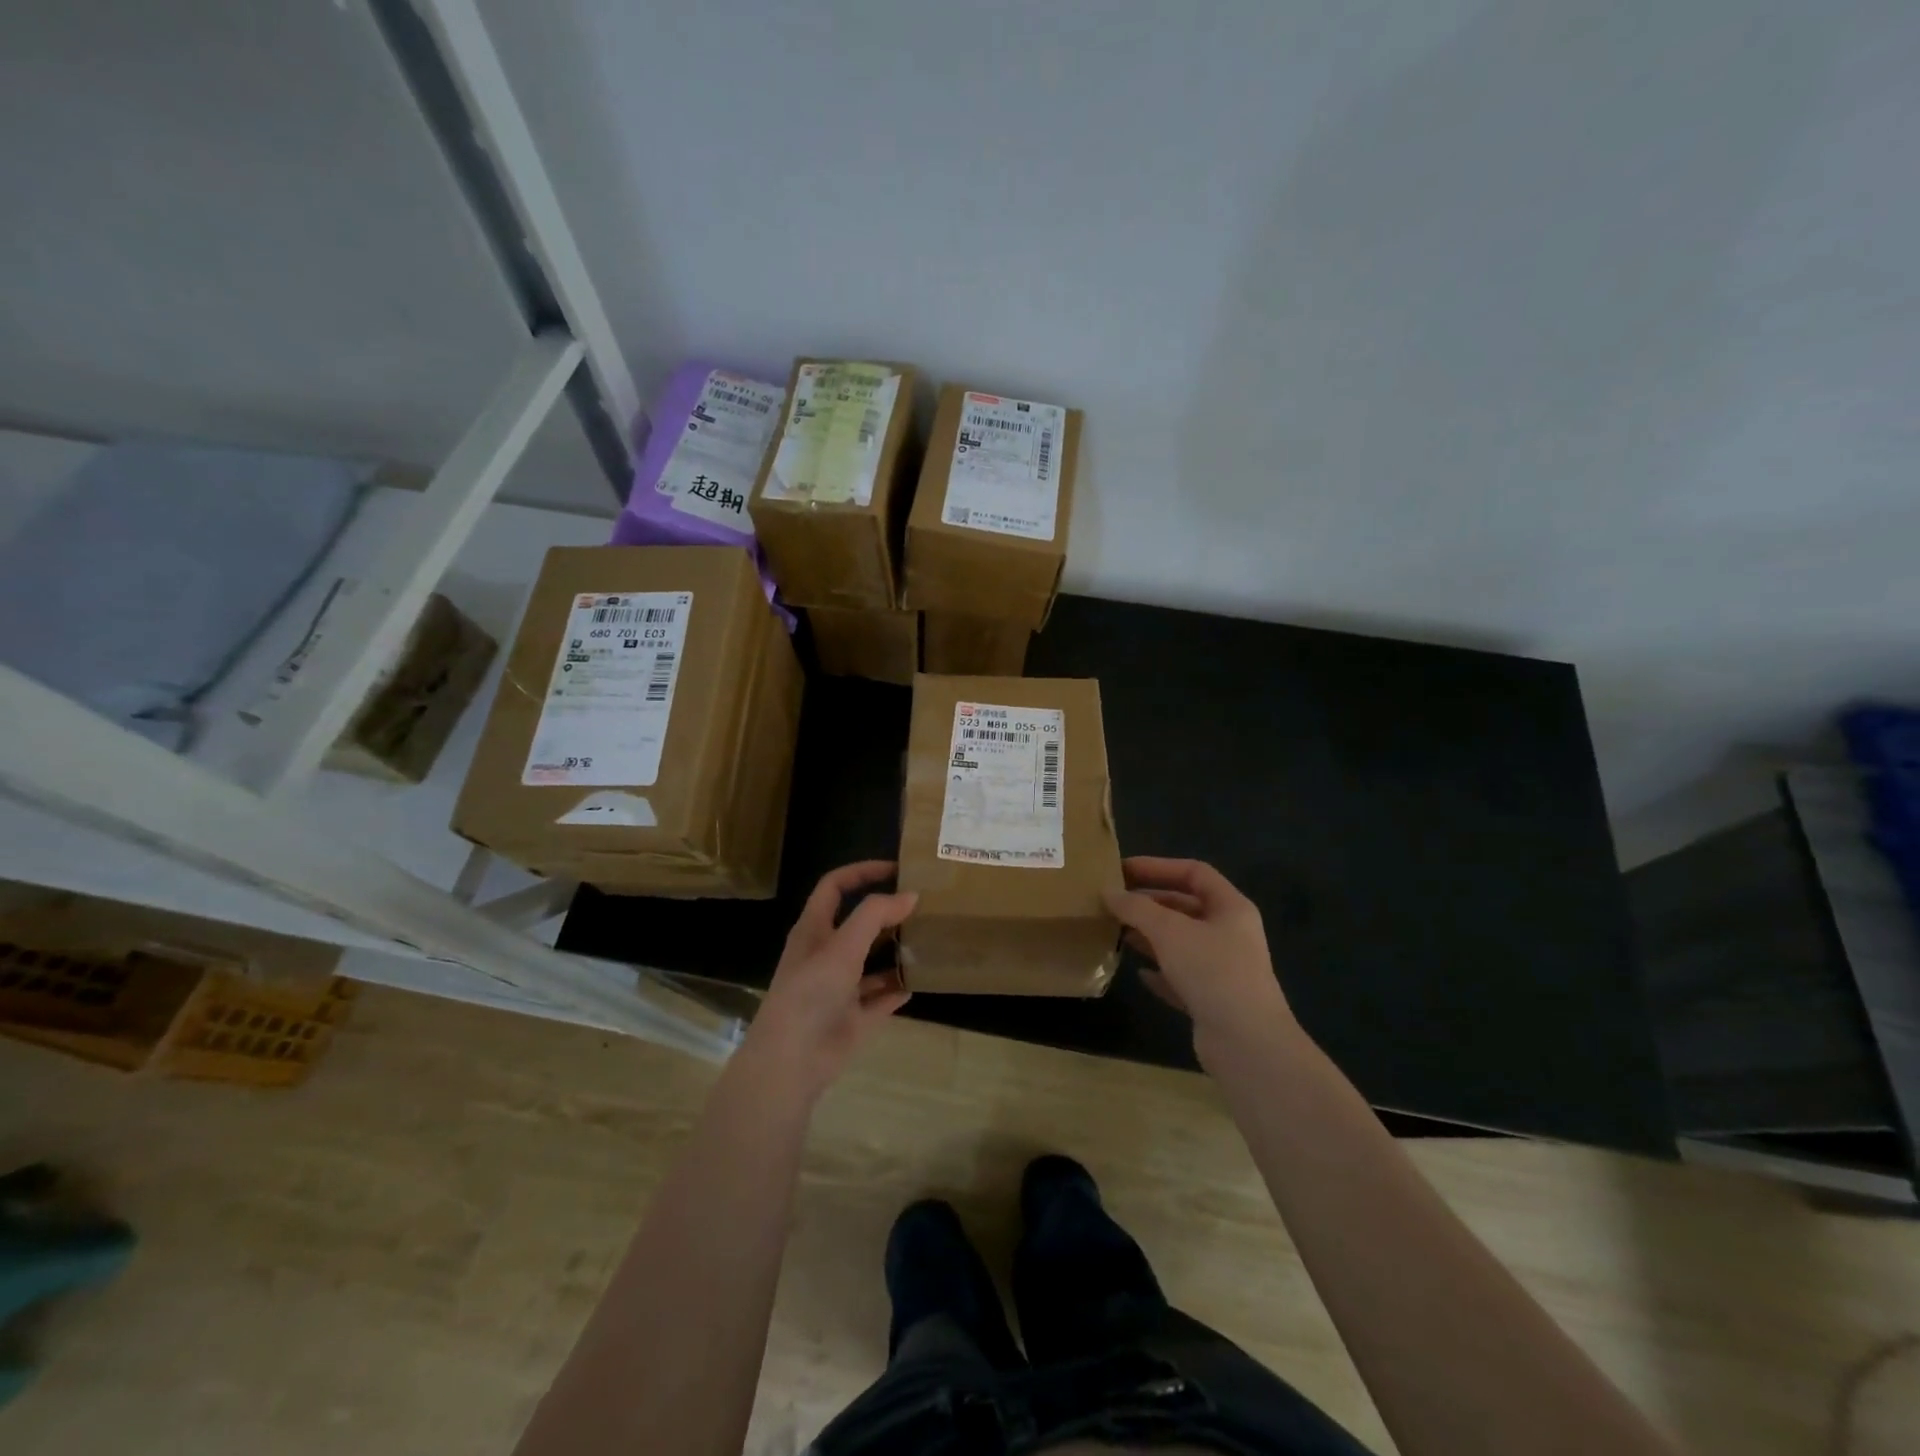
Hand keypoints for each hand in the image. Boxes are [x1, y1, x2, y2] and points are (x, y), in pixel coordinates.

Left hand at [743, 861, 915, 1097]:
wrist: (792, 1061)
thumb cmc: (810, 993)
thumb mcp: (842, 946)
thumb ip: (875, 915)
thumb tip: (911, 894)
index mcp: (815, 930)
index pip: (835, 886)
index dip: (862, 872)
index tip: (897, 869)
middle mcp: (827, 954)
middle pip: (859, 924)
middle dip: (887, 913)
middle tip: (924, 904)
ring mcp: (840, 987)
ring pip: (872, 962)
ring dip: (896, 950)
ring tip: (929, 939)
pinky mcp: (854, 1017)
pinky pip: (881, 998)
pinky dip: (898, 989)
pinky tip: (921, 980)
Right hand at [1105, 857, 1294, 1062]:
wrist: (1247, 1044)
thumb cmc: (1212, 971)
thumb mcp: (1169, 931)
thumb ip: (1137, 908)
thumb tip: (1108, 893)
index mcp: (1231, 908)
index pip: (1194, 872)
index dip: (1158, 867)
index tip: (1123, 870)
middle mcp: (1230, 934)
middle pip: (1186, 907)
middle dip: (1149, 903)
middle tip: (1113, 902)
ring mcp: (1223, 969)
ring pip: (1181, 943)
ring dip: (1150, 936)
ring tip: (1117, 932)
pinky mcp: (1213, 1000)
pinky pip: (1181, 977)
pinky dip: (1160, 972)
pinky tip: (1139, 973)